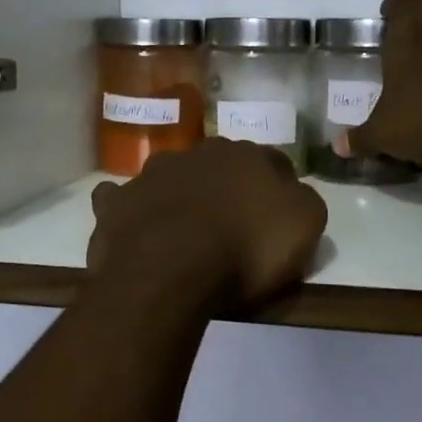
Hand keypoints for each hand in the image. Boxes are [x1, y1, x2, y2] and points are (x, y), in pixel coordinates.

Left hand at [88, 140, 327, 308]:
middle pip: (221, 165)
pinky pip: (122, 198)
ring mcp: (153, 173)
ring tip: (182, 226)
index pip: (273, 162)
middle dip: (226, 185)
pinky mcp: (118, 202)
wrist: (170, 268)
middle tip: (231, 221)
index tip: (279, 216)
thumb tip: (294, 192)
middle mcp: (199, 153)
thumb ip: (304, 202)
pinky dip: (129, 207)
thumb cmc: (245, 249)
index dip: (278, 188)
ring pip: (171, 175)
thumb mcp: (303, 227)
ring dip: (179, 191)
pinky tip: (133, 224)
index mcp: (247, 156)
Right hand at [341, 0, 421, 169]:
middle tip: (389, 85)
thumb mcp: (382, 134)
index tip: (386, 13)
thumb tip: (338, 145)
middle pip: (420, 42)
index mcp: (406, 48)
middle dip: (405, 61)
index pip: (406, 4)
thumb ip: (360, 139)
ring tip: (409, 117)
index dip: (396, 2)